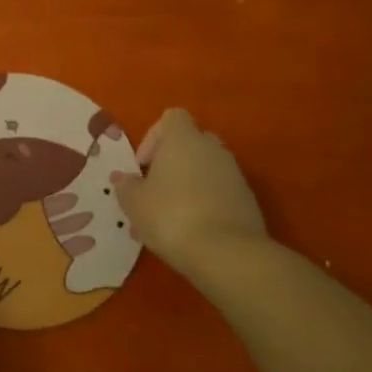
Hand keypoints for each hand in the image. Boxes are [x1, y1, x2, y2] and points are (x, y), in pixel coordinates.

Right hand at [117, 109, 268, 279]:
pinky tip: (192, 231)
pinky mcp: (248, 200)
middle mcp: (212, 148)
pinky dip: (207, 204)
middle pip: (191, 142)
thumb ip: (126, 186)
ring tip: (170, 218)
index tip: (143, 165)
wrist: (227, 254)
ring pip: (206, 170)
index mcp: (184, 139)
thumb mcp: (134, 203)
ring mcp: (235, 174)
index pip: (171, 117)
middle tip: (155, 190)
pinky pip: (221, 192)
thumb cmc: (171, 216)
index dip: (154, 137)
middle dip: (172, 162)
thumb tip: (123, 179)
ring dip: (189, 185)